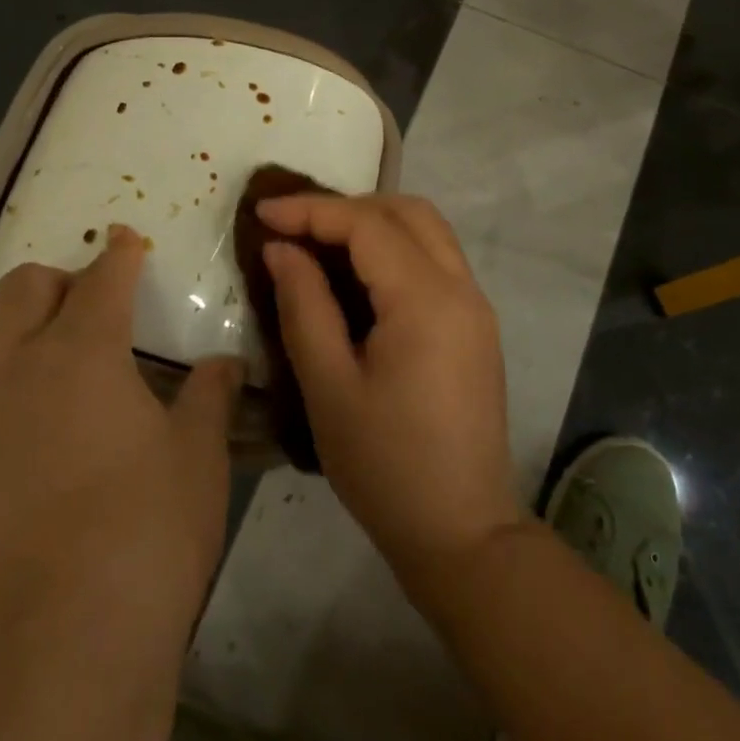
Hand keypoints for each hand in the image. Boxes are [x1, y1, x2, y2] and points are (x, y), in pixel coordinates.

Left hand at [0, 225, 241, 690]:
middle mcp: (18, 369)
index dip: (119, 253)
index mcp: (85, 353)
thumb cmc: (151, 529)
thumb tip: (225, 362)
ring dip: (10, 329)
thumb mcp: (199, 454)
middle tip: (89, 300)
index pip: (103, 280)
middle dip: (58, 279)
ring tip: (40, 350)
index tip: (127, 240)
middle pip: (22, 290)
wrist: (70, 642)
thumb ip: (212, 394)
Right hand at [258, 194, 524, 583]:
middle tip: (295, 226)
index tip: (262, 213)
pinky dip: (396, 248)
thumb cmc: (385, 467)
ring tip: (320, 243)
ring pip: (428, 230)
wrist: (463, 533)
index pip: (367, 225)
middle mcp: (461, 288)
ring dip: (375, 222)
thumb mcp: (329, 387)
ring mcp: (476, 306)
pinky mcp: (477, 326)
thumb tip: (282, 249)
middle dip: (347, 207)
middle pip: (407, 212)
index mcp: (426, 300)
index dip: (311, 210)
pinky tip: (359, 275)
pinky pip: (436, 260)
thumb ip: (304, 306)